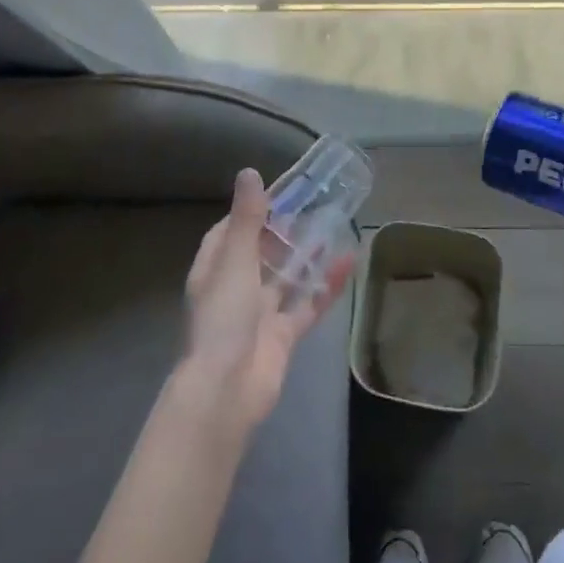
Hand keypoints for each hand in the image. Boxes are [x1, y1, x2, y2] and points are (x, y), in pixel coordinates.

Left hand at [176, 168, 353, 436]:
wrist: (227, 390)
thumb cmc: (224, 318)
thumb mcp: (235, 260)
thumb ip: (247, 218)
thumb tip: (250, 172)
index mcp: (215, 270)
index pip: (229, 232)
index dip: (250, 213)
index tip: (278, 194)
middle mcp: (235, 290)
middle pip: (260, 254)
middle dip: (283, 234)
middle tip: (314, 207)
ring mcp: (260, 315)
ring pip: (286, 279)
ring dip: (307, 257)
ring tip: (335, 228)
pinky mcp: (283, 336)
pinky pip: (307, 305)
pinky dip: (326, 286)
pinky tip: (348, 264)